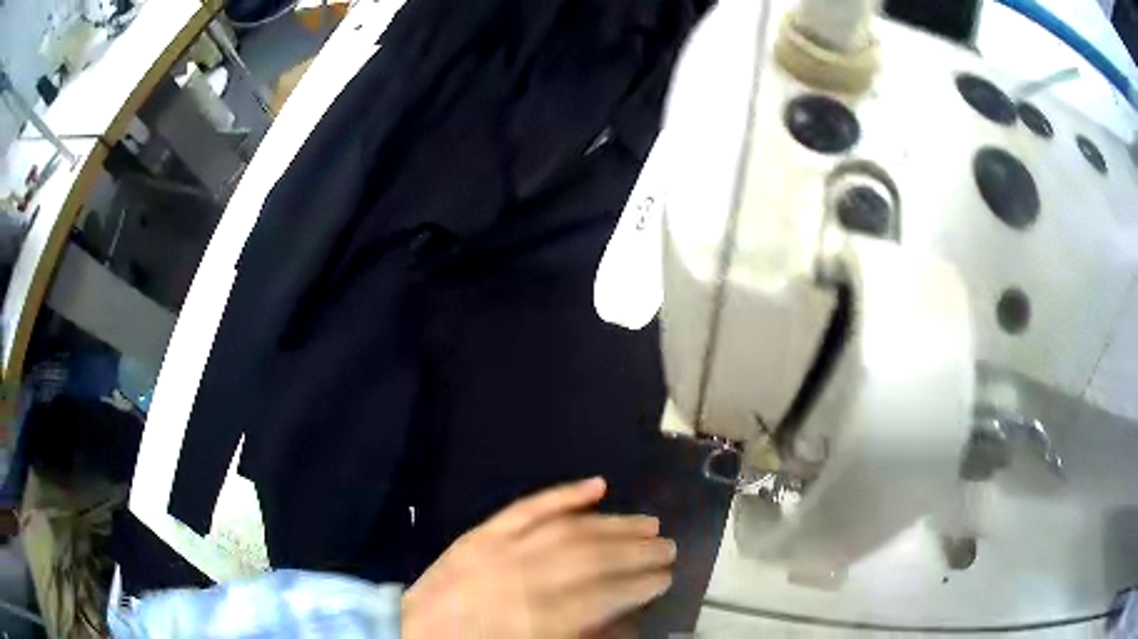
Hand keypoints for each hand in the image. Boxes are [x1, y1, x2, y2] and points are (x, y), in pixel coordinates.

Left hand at [401, 477, 674, 638]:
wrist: (414, 632)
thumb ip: (583, 635)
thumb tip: (625, 620)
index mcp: (538, 619)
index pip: (606, 594)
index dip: (642, 584)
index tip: (665, 577)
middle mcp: (525, 578)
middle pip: (595, 557)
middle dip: (639, 551)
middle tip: (668, 546)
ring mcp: (500, 548)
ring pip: (571, 528)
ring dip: (615, 523)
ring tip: (648, 522)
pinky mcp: (482, 532)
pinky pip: (528, 507)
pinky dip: (564, 494)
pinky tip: (597, 485)